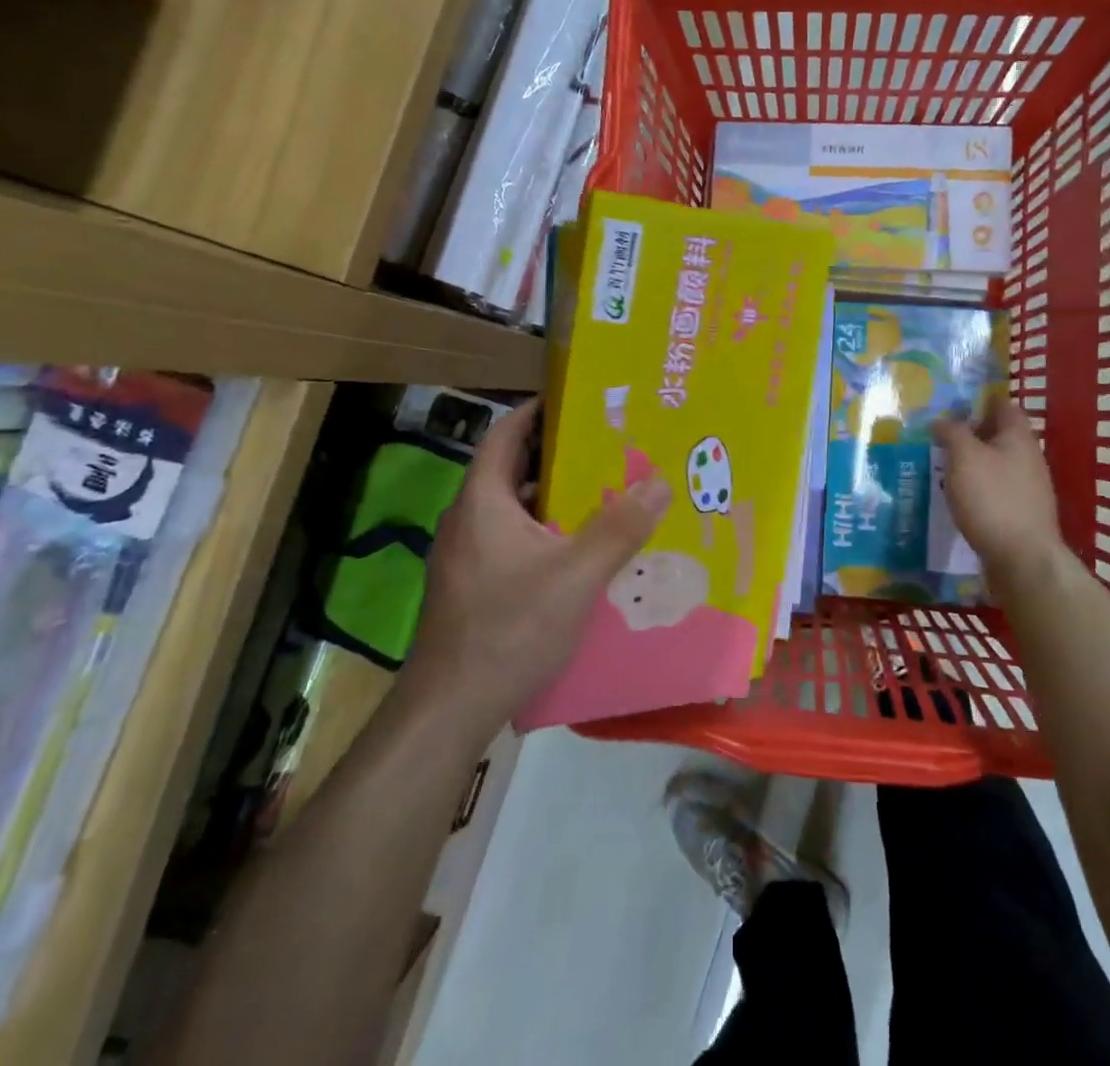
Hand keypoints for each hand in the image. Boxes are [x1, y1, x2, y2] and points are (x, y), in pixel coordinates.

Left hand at [402, 400, 670, 737]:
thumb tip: (660, 482)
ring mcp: (466, 556)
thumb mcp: (575, 576)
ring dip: (552, 496)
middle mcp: (468, 520)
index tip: (576, 400)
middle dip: (556, 454)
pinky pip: (511, 540)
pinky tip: (577, 551)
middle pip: (512, 470)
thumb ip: (619, 528)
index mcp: (483, 501)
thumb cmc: (508, 628)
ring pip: (513, 509)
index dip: (536, 411)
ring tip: (601, 492)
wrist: (449, 709)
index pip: (505, 435)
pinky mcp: (472, 586)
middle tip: (605, 446)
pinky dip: (543, 531)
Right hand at [933, 400, 1068, 588]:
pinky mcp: (1022, 514)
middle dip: (973, 434)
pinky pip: (998, 490)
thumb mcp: (964, 457)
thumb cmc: (992, 498)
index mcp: (1019, 437)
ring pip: (998, 464)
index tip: (953, 405)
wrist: (1023, 559)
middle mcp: (1029, 458)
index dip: (981, 401)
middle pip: (1000, 436)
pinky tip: (960, 498)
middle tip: (941, 437)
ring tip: (944, 468)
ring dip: (974, 463)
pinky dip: (979, 488)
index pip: (1004, 406)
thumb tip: (942, 420)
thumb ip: (952, 432)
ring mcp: (1029, 488)